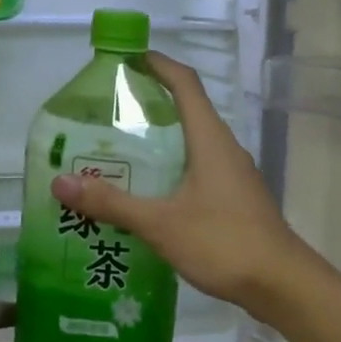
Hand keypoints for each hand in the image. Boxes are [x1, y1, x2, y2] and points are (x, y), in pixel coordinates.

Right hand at [51, 51, 311, 314]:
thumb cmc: (223, 242)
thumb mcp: (160, 223)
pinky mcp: (235, 200)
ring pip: (192, 145)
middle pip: (186, 112)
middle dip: (149, 106)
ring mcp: (233, 176)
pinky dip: (171, 172)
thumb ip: (111, 203)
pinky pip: (198, 172)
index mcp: (210, 139)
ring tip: (118, 155)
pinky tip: (147, 196)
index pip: (185, 83)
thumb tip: (60, 182)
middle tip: (106, 115)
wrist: (280, 283)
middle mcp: (224, 149)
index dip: (158, 64)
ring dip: (159, 143)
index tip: (126, 59)